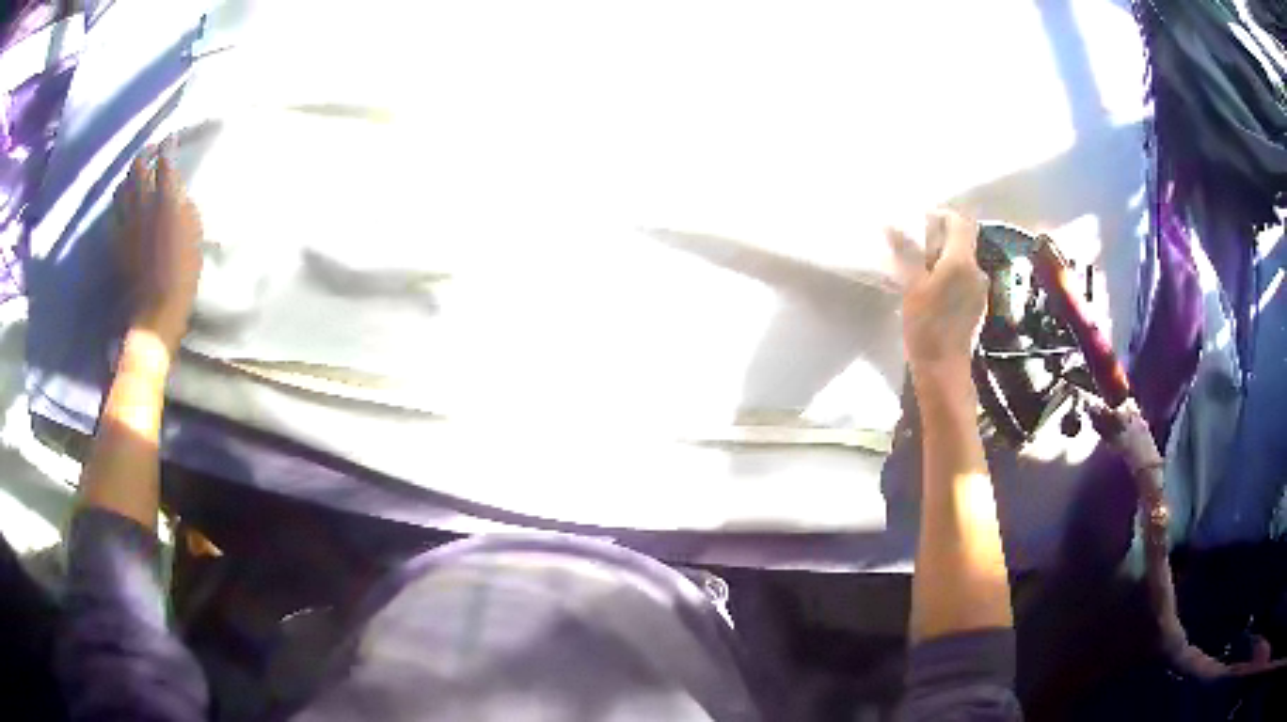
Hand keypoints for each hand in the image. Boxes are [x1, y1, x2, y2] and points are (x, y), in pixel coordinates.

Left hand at [114, 140, 203, 350]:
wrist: (156, 306)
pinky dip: (120, 201)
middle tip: (152, 150)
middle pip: (139, 166)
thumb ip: (183, 203)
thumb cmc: (183, 270)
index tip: (172, 137)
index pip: (166, 158)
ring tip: (135, 175)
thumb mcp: (194, 231)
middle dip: (146, 153)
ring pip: (123, 186)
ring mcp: (126, 220)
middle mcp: (143, 201)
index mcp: (166, 197)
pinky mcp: (116, 239)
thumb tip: (176, 190)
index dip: (169, 144)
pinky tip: (123, 202)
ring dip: (129, 176)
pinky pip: (115, 211)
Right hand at [886, 210, 986, 379]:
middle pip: (962, 240)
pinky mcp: (976, 304)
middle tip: (913, 244)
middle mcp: (976, 270)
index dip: (940, 215)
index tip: (918, 221)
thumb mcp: (911, 286)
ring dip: (943, 257)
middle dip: (939, 236)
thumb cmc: (926, 326)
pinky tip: (931, 288)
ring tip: (919, 267)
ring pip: (962, 260)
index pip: (959, 221)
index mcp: (962, 261)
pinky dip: (948, 274)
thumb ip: (906, 252)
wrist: (944, 369)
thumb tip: (892, 224)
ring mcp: (979, 288)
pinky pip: (963, 277)